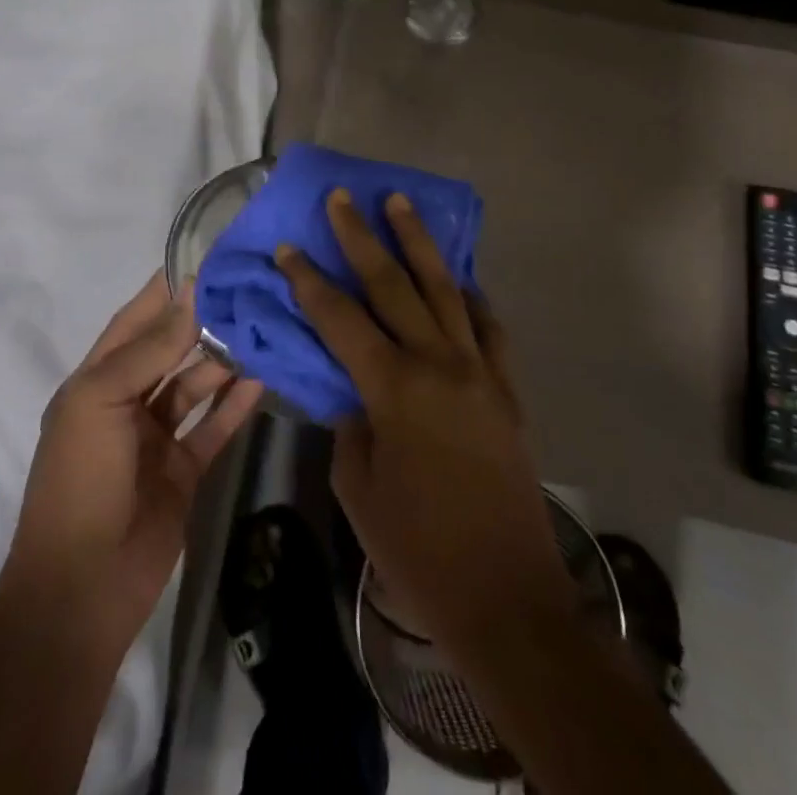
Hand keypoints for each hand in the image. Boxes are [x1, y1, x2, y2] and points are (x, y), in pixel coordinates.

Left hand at [6, 272, 262, 651]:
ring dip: (223, 360)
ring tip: (261, 329)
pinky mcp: (184, 471)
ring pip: (196, 386)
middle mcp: (126, 403)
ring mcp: (157, 438)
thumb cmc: (80, 480)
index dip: (164, 293)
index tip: (204, 263)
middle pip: (169, 351)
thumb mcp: (101, 402)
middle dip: (202, 323)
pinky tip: (263, 379)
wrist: (81, 589)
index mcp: (95, 383)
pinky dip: (236, 404)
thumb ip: (148, 350)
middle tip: (246, 293)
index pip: (133, 323)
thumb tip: (188, 296)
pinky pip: (214, 427)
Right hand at [276, 191, 573, 652]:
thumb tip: (351, 388)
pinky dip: (469, 296)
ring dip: (419, 242)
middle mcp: (439, 364)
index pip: (340, 319)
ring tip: (401, 202)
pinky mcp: (506, 386)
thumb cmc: (418, 550)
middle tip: (343, 198)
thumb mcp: (359, 488)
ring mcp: (479, 370)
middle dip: (362, 237)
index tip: (288, 247)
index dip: (309, 281)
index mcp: (394, 390)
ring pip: (444, 288)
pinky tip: (457, 279)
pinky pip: (486, 325)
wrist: (508, 597)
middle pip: (393, 284)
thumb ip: (350, 424)